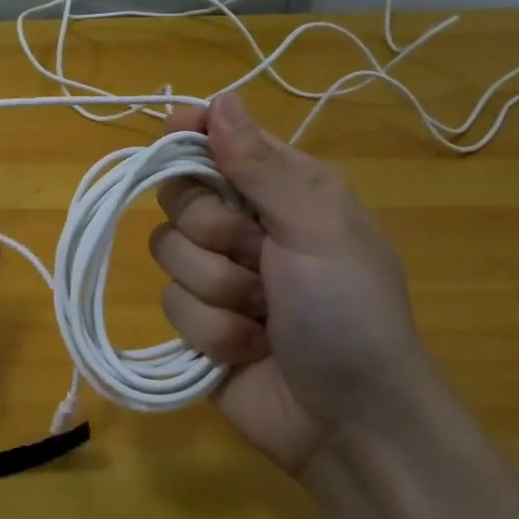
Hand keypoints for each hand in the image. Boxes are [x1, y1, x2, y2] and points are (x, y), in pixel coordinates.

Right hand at [148, 93, 439, 478]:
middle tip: (256, 254)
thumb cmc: (348, 311)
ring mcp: (218, 275)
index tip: (171, 129)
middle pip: (180, 196)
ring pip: (169, 252)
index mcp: (284, 191)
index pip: (222, 142)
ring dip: (219, 289)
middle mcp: (246, 226)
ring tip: (264, 316)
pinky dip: (213, 330)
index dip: (193, 134)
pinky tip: (249, 349)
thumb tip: (220, 98)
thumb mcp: (317, 228)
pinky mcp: (198, 322)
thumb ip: (260, 167)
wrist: (349, 420)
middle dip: (213, 230)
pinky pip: (171, 305)